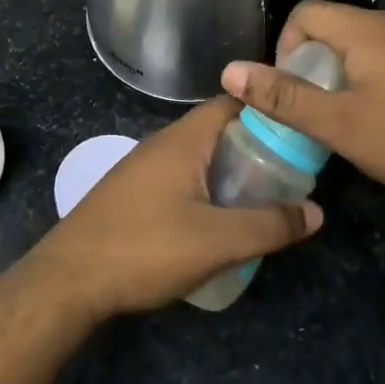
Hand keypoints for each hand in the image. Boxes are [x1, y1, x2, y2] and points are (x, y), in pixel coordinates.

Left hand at [23, 97, 322, 319]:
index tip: (299, 131)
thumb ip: (269, 225)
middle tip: (289, 175)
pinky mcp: (129, 195)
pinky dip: (204, 190)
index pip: (231, 103)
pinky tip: (216, 222)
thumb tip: (316, 211)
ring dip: (228, 173)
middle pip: (216, 131)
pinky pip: (178, 179)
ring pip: (196, 158)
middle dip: (254, 148)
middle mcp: (159, 145)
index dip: (267, 111)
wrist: (68, 280)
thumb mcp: (218, 241)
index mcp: (181, 141)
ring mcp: (140, 170)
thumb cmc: (145, 249)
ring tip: (261, 201)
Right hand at [220, 3, 384, 219]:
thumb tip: (229, 71)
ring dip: (348, 74)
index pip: (306, 13)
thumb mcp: (341, 125)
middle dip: (316, 65)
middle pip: (337, 27)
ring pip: (369, 44)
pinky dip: (381, 78)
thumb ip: (283, 97)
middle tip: (322, 112)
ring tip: (356, 119)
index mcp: (369, 27)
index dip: (285, 48)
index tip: (294, 91)